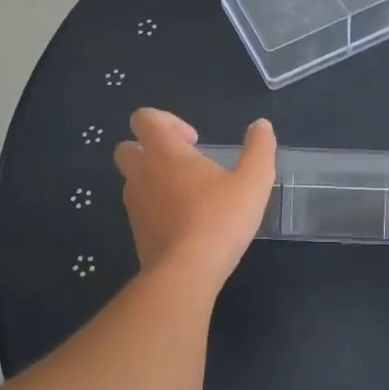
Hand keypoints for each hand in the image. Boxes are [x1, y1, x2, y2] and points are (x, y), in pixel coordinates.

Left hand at [113, 109, 275, 286]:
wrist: (187, 271)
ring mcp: (134, 204)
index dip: (166, 121)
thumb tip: (261, 125)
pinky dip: (155, 207)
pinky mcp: (136, 231)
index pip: (144, 118)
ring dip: (153, 179)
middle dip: (149, 148)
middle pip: (126, 147)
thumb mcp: (253, 181)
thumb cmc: (220, 219)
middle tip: (183, 164)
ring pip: (132, 180)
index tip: (193, 140)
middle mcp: (141, 173)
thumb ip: (259, 149)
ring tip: (188, 194)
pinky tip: (184, 222)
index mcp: (164, 152)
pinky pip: (139, 208)